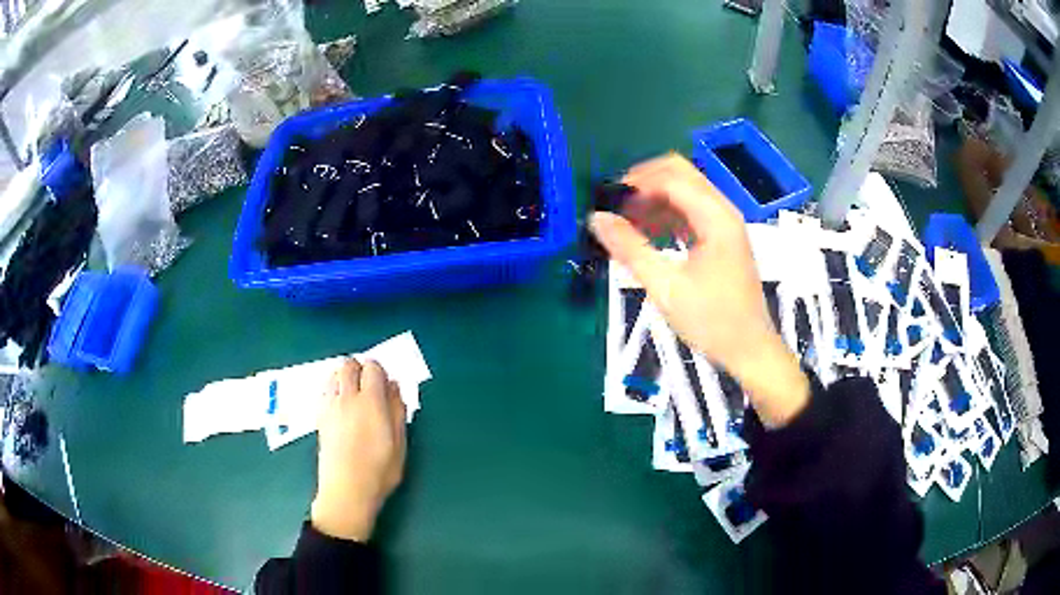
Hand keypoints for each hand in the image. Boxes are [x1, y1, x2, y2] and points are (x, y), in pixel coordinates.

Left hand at [311, 358, 406, 541]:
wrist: (346, 491)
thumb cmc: (379, 471)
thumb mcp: (400, 443)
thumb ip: (397, 410)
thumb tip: (395, 386)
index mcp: (371, 402)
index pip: (372, 368)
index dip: (380, 371)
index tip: (386, 385)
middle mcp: (347, 398)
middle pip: (348, 365)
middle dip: (359, 368)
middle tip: (370, 386)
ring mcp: (329, 407)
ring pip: (333, 375)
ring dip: (344, 377)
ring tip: (354, 395)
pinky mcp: (319, 417)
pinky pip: (324, 391)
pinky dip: (333, 390)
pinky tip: (341, 407)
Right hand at [590, 154, 808, 426]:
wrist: (749, 350)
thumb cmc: (712, 321)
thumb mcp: (666, 287)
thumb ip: (630, 249)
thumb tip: (597, 218)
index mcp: (715, 217)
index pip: (671, 178)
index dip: (636, 183)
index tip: (607, 202)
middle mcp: (722, 211)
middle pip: (680, 174)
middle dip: (644, 184)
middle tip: (615, 207)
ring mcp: (724, 224)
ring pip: (684, 192)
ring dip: (653, 199)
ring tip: (625, 223)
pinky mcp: (721, 238)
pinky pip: (690, 212)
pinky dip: (666, 215)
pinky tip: (646, 234)